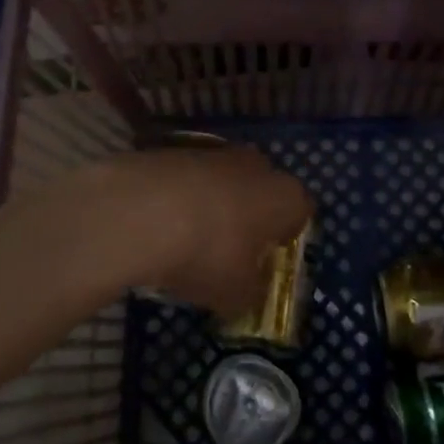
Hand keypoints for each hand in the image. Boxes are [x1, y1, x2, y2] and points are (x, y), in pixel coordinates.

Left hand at [80, 147, 312, 317]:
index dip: (285, 238)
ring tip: (189, 241)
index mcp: (285, 196)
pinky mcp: (176, 150)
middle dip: (250, 217)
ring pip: (224, 182)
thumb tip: (250, 293)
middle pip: (262, 191)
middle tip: (231, 251)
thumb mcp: (236, 294)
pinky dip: (181, 198)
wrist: (141, 210)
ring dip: (213, 206)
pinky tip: (161, 226)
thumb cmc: (208, 253)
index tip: (267, 261)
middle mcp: (257, 166)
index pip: (301, 212)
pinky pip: (189, 179)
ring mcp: (215, 153)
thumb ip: (251, 294)